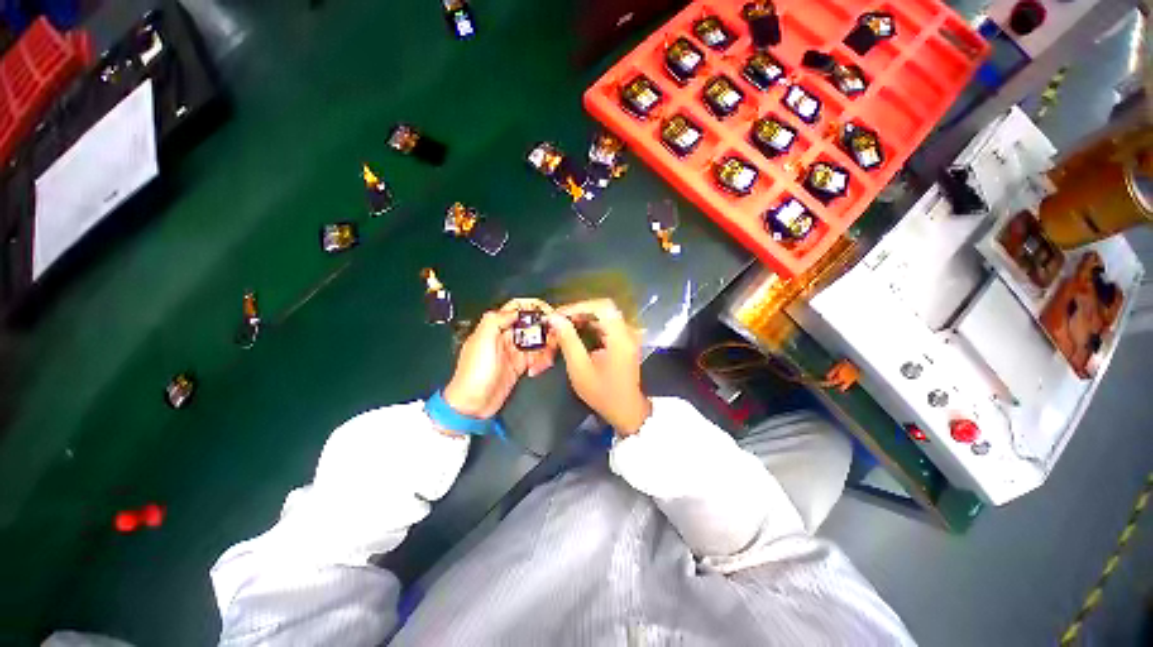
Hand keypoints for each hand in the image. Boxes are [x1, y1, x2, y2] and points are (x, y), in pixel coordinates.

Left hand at [442, 299, 556, 419]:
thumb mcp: (482, 341)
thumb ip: (497, 320)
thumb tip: (517, 311)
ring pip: (536, 341)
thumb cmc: (474, 372)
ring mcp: (514, 352)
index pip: (516, 309)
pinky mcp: (520, 366)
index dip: (532, 308)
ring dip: (546, 347)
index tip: (548, 313)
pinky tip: (538, 368)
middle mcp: (506, 337)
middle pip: (531, 325)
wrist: (472, 404)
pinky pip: (536, 357)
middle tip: (555, 338)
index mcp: (495, 327)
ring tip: (547, 358)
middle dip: (544, 329)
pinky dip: (541, 361)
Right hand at [548, 299, 650, 434]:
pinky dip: (589, 325)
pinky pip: (605, 324)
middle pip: (602, 309)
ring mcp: (627, 335)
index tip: (559, 315)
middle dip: (578, 312)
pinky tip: (575, 333)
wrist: (625, 410)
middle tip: (557, 321)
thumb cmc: (602, 392)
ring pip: (603, 316)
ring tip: (562, 327)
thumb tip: (554, 318)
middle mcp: (627, 331)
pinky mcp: (624, 340)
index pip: (602, 306)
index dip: (579, 306)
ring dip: (582, 318)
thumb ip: (568, 340)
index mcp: (620, 337)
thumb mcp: (580, 368)